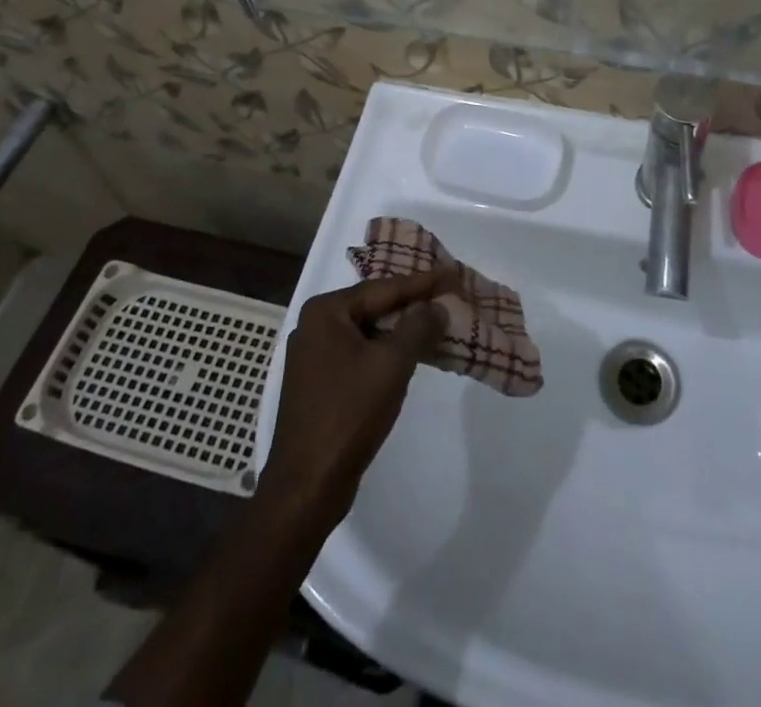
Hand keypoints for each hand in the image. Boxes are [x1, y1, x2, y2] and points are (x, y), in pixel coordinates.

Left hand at [259, 269, 459, 523]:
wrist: (307, 486)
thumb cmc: (349, 414)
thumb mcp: (392, 363)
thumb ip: (418, 327)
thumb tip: (436, 307)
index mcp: (325, 312)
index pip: (384, 288)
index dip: (422, 282)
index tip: (453, 273)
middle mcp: (314, 326)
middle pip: (374, 307)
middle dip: (412, 305)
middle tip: (448, 295)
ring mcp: (313, 356)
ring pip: (368, 332)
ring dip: (402, 330)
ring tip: (438, 322)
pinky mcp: (319, 384)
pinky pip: (360, 354)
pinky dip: (386, 352)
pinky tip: (411, 355)